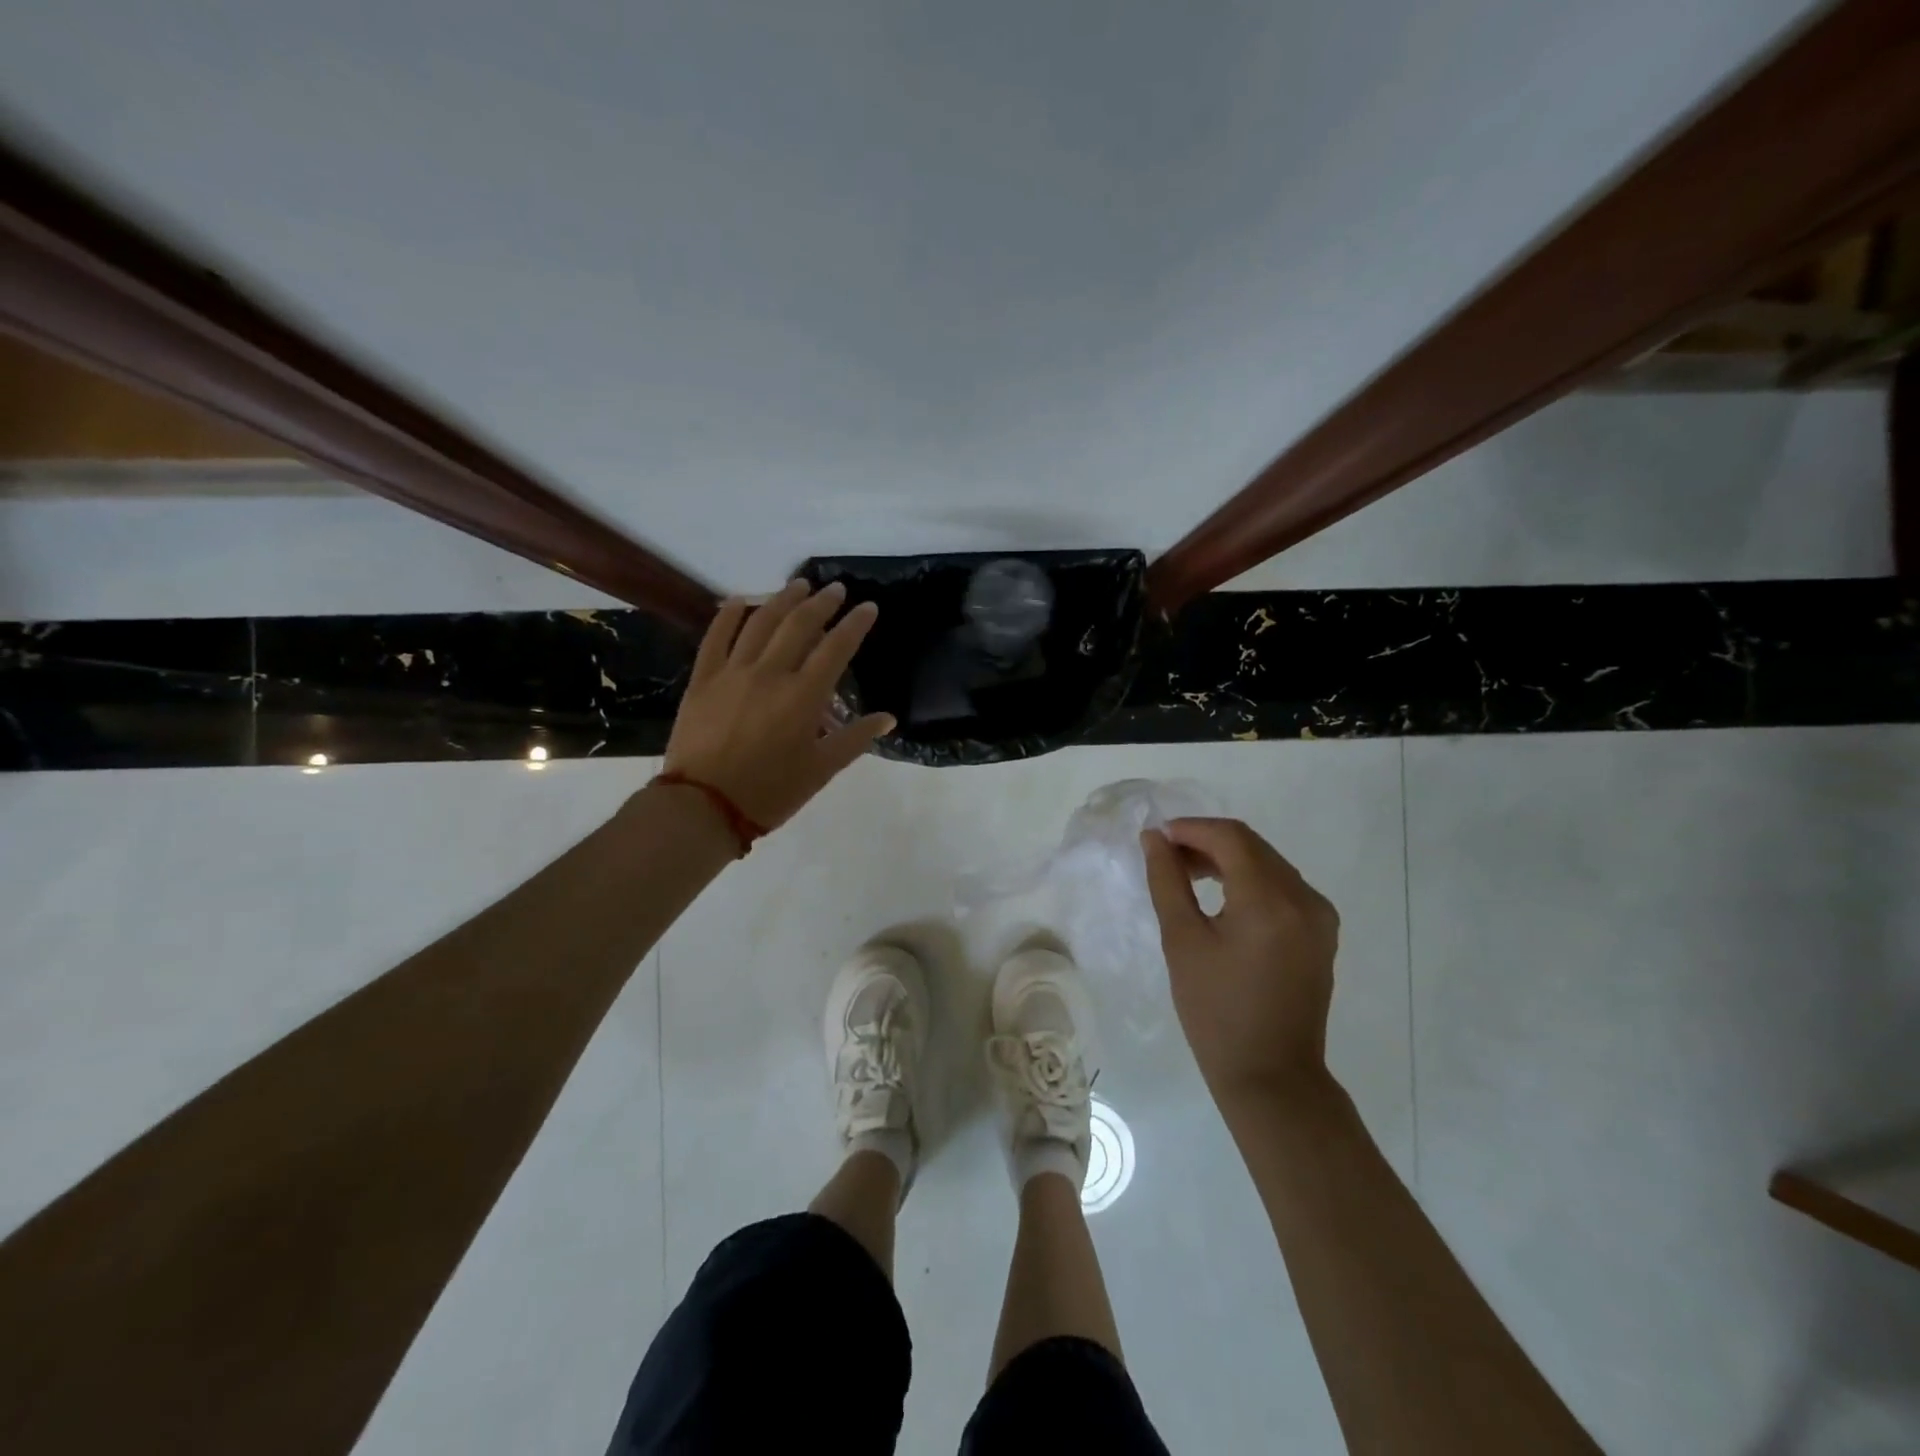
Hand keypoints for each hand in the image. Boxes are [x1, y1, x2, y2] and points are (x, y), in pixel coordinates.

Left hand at [663, 579, 893, 829]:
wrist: (704, 807)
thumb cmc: (770, 792)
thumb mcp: (821, 770)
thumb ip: (855, 739)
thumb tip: (888, 718)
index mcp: (803, 696)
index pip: (836, 648)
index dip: (855, 625)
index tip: (868, 607)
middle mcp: (770, 674)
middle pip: (799, 626)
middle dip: (821, 603)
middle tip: (836, 589)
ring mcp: (733, 673)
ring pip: (760, 623)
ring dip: (782, 600)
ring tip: (798, 585)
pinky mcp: (703, 679)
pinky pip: (715, 638)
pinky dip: (729, 615)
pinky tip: (741, 600)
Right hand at [1141, 818, 1339, 1114]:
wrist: (1271, 1076)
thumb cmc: (1216, 1012)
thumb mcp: (1182, 942)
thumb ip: (1167, 881)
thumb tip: (1154, 838)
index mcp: (1270, 900)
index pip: (1230, 838)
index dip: (1190, 829)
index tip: (1156, 838)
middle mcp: (1304, 898)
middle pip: (1252, 846)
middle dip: (1206, 841)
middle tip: (1166, 856)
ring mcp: (1319, 915)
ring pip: (1268, 862)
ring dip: (1227, 859)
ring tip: (1187, 874)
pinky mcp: (1321, 931)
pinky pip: (1282, 886)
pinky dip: (1249, 879)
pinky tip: (1222, 895)